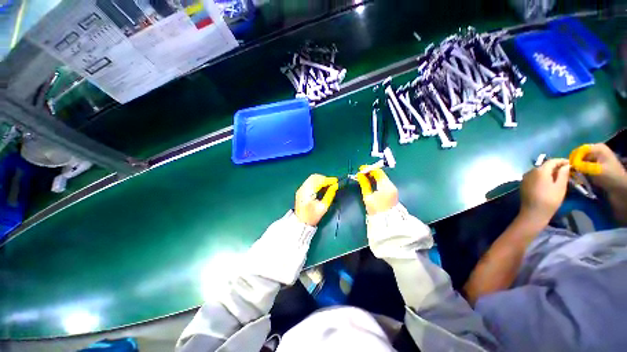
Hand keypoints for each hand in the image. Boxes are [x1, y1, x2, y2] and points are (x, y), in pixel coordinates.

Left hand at [295, 174, 337, 225]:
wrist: (300, 223)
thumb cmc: (312, 216)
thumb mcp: (323, 207)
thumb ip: (330, 195)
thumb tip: (335, 186)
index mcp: (308, 192)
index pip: (319, 181)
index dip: (328, 180)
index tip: (336, 181)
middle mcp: (303, 188)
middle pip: (314, 177)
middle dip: (324, 178)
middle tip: (332, 183)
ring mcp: (301, 188)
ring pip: (312, 178)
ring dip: (321, 180)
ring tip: (328, 185)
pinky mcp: (300, 190)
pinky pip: (309, 182)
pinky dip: (317, 182)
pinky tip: (322, 187)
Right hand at [356, 167, 397, 214]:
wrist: (387, 222)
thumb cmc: (376, 210)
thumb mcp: (368, 196)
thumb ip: (364, 184)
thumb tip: (359, 175)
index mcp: (385, 186)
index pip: (378, 172)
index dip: (369, 169)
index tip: (361, 168)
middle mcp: (391, 185)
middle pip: (381, 174)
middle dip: (371, 172)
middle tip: (362, 173)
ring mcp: (393, 189)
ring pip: (383, 178)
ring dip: (374, 176)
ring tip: (365, 177)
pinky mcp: (393, 192)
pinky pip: (385, 182)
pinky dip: (378, 181)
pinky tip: (372, 183)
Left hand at [519, 159, 570, 224]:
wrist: (533, 212)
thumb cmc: (549, 200)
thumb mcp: (560, 186)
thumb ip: (563, 174)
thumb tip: (566, 165)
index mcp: (539, 171)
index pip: (551, 161)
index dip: (561, 161)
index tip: (570, 163)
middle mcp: (530, 172)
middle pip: (544, 166)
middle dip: (555, 166)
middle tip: (566, 170)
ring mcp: (525, 178)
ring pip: (539, 171)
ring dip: (549, 172)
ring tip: (559, 176)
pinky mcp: (523, 184)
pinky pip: (534, 177)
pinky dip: (542, 177)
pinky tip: (549, 182)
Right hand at [571, 143, 626, 190]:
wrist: (620, 187)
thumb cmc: (610, 177)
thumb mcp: (597, 170)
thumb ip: (583, 166)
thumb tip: (569, 165)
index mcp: (598, 148)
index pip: (580, 150)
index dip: (574, 158)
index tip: (570, 167)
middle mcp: (596, 150)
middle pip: (580, 154)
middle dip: (575, 163)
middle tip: (571, 172)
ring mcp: (595, 157)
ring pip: (580, 160)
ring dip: (577, 167)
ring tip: (575, 175)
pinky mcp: (595, 163)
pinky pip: (583, 164)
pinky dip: (580, 170)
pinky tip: (579, 176)